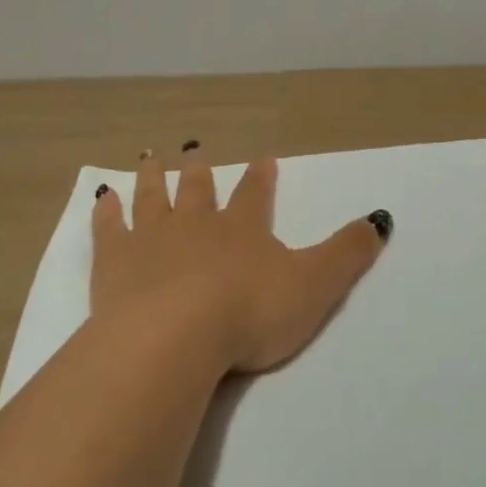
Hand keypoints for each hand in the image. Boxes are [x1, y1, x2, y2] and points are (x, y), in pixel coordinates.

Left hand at [90, 144, 391, 374]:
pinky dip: (107, 211)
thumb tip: (381, 218)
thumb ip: (347, 253)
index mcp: (243, 229)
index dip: (262, 178)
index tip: (263, 158)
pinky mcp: (114, 262)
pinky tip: (104, 198)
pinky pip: (109, 228)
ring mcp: (151, 239)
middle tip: (194, 149)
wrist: (175, 337)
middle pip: (198, 189)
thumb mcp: (315, 285)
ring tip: (151, 158)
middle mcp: (196, 224)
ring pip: (153, 198)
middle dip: (199, 171)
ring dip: (154, 178)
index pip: (256, 195)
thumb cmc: (250, 313)